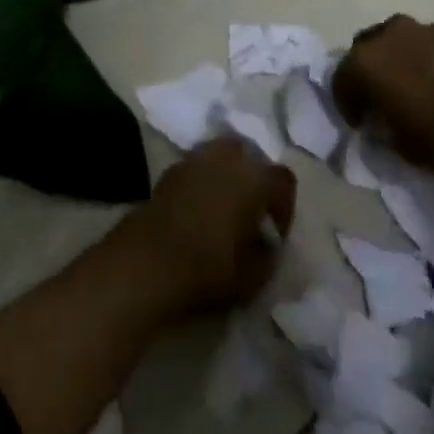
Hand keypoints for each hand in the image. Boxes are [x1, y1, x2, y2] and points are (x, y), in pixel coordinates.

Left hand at [120, 138, 295, 316]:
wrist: (148, 260)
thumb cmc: (209, 268)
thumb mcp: (254, 277)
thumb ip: (268, 255)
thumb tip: (267, 242)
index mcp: (254, 179)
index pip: (284, 179)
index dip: (284, 206)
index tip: (275, 232)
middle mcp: (227, 158)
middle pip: (250, 157)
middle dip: (254, 181)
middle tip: (249, 213)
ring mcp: (195, 159)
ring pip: (221, 156)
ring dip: (227, 176)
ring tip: (222, 209)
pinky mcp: (170, 169)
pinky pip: (197, 167)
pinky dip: (202, 181)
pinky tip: (197, 210)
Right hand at [331, 14, 433, 174]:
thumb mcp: (402, 148)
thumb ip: (382, 130)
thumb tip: (380, 121)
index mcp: (364, 62)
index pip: (340, 81)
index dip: (347, 106)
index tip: (361, 126)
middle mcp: (384, 36)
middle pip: (362, 53)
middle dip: (365, 76)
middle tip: (378, 102)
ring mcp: (416, 29)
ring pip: (389, 43)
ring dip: (390, 63)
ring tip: (405, 89)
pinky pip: (416, 44)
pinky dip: (415, 60)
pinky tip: (429, 83)